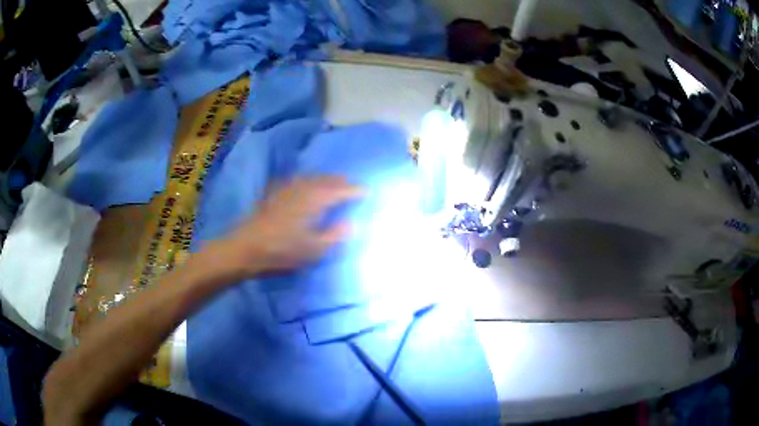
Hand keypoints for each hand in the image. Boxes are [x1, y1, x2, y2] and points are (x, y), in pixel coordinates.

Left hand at [212, 176, 362, 277]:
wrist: (245, 248)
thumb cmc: (281, 251)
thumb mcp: (314, 249)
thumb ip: (335, 235)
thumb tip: (353, 223)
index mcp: (314, 200)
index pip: (340, 190)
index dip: (355, 190)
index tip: (367, 191)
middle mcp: (302, 188)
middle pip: (326, 180)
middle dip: (341, 182)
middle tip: (352, 186)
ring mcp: (286, 189)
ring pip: (311, 178)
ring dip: (325, 180)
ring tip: (333, 184)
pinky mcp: (274, 194)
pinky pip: (297, 181)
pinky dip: (308, 181)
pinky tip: (305, 186)